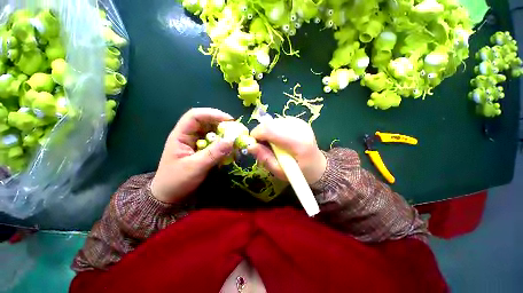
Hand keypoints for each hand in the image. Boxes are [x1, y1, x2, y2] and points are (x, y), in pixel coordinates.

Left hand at [150, 108, 234, 203]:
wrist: (170, 196)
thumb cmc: (176, 181)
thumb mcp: (195, 167)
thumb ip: (213, 153)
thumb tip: (232, 140)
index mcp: (181, 135)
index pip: (195, 116)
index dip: (212, 114)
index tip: (229, 120)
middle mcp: (189, 136)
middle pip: (206, 122)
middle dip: (221, 124)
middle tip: (236, 130)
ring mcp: (196, 143)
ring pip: (212, 132)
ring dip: (224, 134)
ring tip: (235, 139)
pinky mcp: (202, 151)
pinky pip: (214, 143)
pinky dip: (223, 144)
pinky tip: (230, 149)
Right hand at [248, 117, 326, 183]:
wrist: (317, 165)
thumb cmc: (300, 172)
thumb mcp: (280, 172)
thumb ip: (265, 158)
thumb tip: (250, 146)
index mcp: (298, 142)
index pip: (270, 129)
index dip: (257, 134)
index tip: (253, 144)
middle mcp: (300, 128)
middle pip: (270, 123)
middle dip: (261, 133)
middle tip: (263, 146)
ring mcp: (300, 122)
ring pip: (273, 121)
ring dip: (267, 132)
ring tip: (273, 145)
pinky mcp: (298, 121)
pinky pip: (278, 122)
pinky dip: (274, 130)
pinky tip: (280, 140)